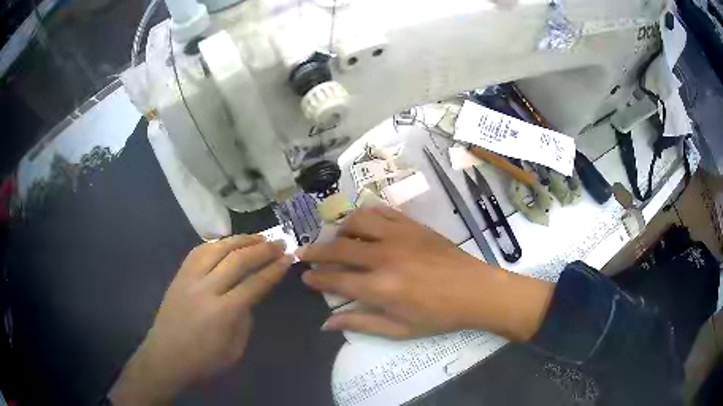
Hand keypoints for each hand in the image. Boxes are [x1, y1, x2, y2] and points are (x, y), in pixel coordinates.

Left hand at [109, 235, 292, 404]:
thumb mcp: (235, 350)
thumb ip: (245, 321)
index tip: (288, 258)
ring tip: (257, 237)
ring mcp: (190, 278)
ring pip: (217, 249)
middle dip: (262, 249)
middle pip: (237, 260)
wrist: (166, 357)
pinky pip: (198, 251)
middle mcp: (206, 289)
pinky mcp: (179, 275)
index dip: (274, 270)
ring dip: (240, 240)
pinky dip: (216, 243)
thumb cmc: (203, 361)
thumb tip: (249, 298)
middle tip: (279, 243)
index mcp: (224, 312)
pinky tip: (227, 243)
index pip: (255, 283)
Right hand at [301, 206, 552, 340]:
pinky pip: (382, 211)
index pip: (335, 279)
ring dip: (340, 230)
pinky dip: (366, 215)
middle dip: (316, 251)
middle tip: (305, 254)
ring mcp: (399, 236)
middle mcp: (384, 257)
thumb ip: (361, 324)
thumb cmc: (439, 316)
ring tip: (337, 239)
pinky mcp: (413, 225)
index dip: (316, 278)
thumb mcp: (399, 330)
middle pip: (338, 248)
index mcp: (380, 288)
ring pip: (357, 222)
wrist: (475, 291)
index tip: (305, 276)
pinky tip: (363, 224)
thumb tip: (327, 323)